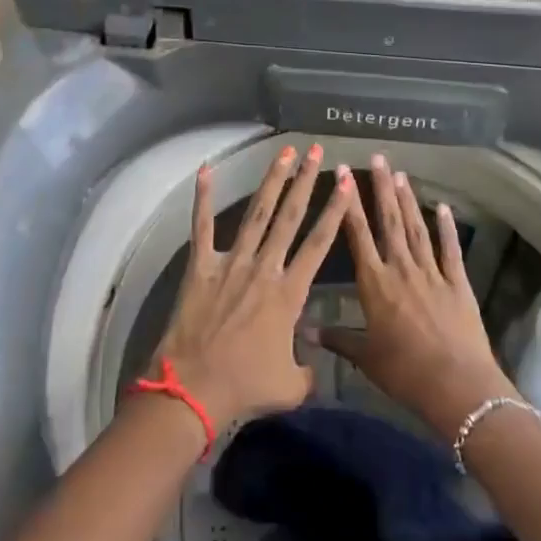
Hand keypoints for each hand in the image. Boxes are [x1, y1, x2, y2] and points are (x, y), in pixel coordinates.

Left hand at [154, 144, 352, 430]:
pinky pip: (202, 227)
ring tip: (284, 152)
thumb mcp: (290, 386)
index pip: (319, 242)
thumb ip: (308, 370)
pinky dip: (203, 198)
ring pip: (256, 213)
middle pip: (290, 216)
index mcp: (289, 293)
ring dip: (271, 181)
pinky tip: (205, 170)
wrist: (193, 389)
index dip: (335, 210)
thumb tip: (312, 365)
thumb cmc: (244, 386)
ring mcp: (232, 263)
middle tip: (316, 152)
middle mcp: (264, 268)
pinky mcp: (201, 266)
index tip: (346, 182)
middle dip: (306, 181)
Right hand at [313, 154, 517, 438]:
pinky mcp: (457, 282)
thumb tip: (302, 330)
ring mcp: (432, 272)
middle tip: (379, 157)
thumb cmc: (404, 371)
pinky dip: (447, 227)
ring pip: (417, 228)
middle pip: (390, 220)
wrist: (456, 384)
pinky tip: (443, 207)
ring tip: (401, 174)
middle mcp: (401, 268)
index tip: (343, 173)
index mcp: (375, 283)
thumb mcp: (365, 357)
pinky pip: (450, 249)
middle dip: (382, 188)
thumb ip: (336, 338)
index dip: (349, 203)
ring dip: (409, 200)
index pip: (358, 234)